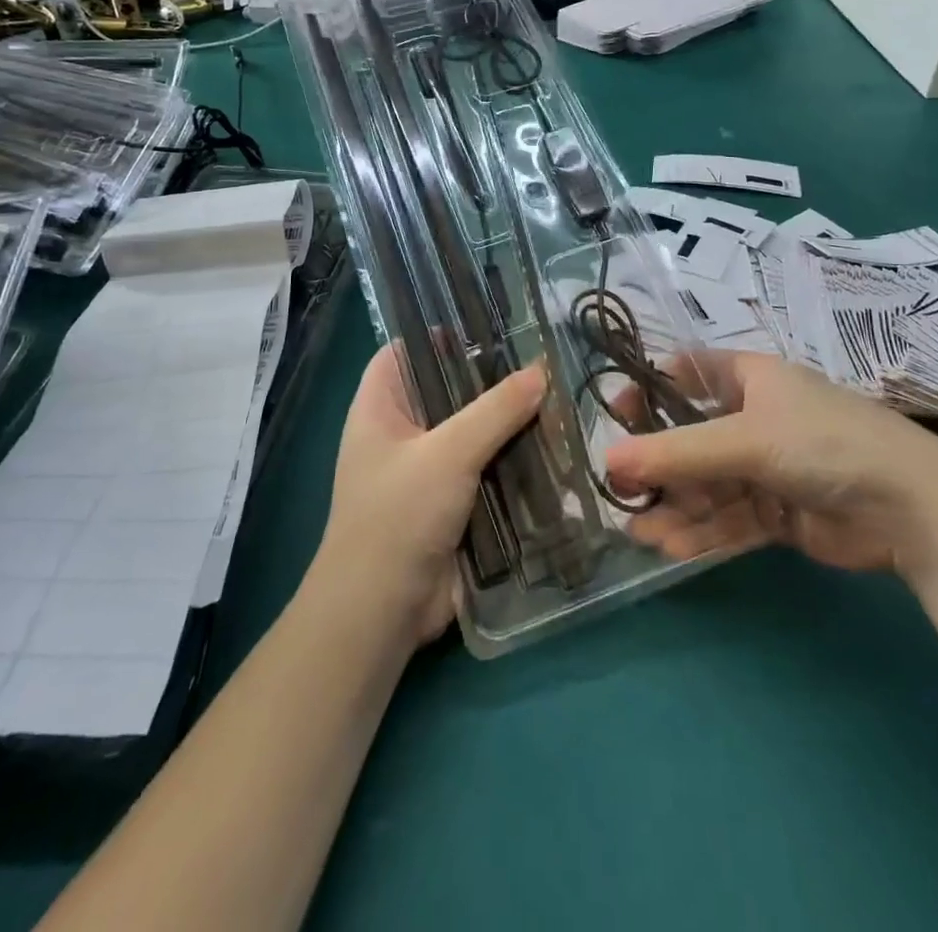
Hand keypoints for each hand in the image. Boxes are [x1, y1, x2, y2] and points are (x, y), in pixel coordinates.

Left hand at [312, 347, 543, 644]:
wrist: (382, 613)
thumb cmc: (398, 516)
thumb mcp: (448, 453)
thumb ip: (495, 410)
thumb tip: (540, 370)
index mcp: (379, 406)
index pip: (405, 351)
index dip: (439, 334)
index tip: (490, 324)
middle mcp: (400, 431)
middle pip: (446, 390)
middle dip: (489, 379)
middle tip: (541, 360)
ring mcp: (426, 469)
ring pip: (471, 431)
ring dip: (507, 423)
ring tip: (558, 397)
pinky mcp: (450, 503)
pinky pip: (484, 468)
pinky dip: (511, 459)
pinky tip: (553, 447)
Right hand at [603, 352, 937, 577]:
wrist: (913, 509)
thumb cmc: (824, 444)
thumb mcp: (746, 440)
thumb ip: (676, 453)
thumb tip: (608, 461)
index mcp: (749, 380)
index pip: (686, 373)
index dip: (649, 390)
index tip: (616, 416)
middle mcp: (754, 418)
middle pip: (691, 437)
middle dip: (657, 465)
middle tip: (620, 490)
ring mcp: (767, 467)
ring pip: (707, 485)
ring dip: (675, 506)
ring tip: (639, 531)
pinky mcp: (779, 512)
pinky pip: (729, 518)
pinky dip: (702, 532)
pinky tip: (671, 548)